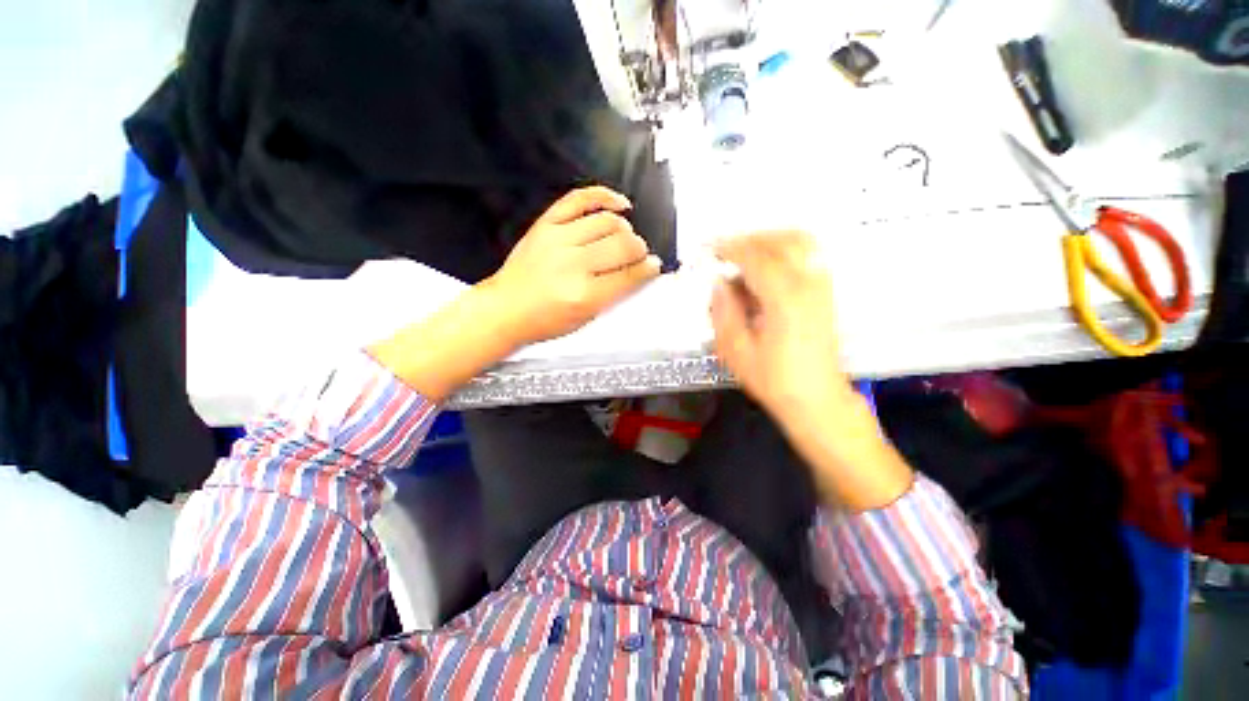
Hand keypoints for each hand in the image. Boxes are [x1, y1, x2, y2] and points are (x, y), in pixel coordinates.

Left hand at [483, 186, 662, 347]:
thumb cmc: (545, 320)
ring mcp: (558, 239)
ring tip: (626, 238)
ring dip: (626, 229)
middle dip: (639, 249)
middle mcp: (573, 265)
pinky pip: (580, 199)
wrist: (506, 309)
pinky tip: (619, 204)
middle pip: (622, 245)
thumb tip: (638, 273)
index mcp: (585, 295)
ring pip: (608, 221)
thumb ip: (614, 295)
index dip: (648, 269)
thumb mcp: (585, 319)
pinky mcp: (546, 224)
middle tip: (639, 255)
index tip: (654, 266)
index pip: (629, 275)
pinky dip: (604, 196)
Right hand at [710, 232, 912, 510]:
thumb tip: (719, 283)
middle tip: (722, 250)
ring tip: (744, 252)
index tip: (707, 247)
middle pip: (779, 241)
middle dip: (747, 239)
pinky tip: (769, 263)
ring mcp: (822, 285)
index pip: (755, 257)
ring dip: (768, 239)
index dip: (728, 247)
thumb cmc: (773, 380)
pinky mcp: (826, 292)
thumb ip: (724, 312)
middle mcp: (808, 284)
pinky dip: (786, 247)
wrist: (816, 398)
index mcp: (784, 299)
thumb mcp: (736, 352)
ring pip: (799, 241)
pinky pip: (810, 253)